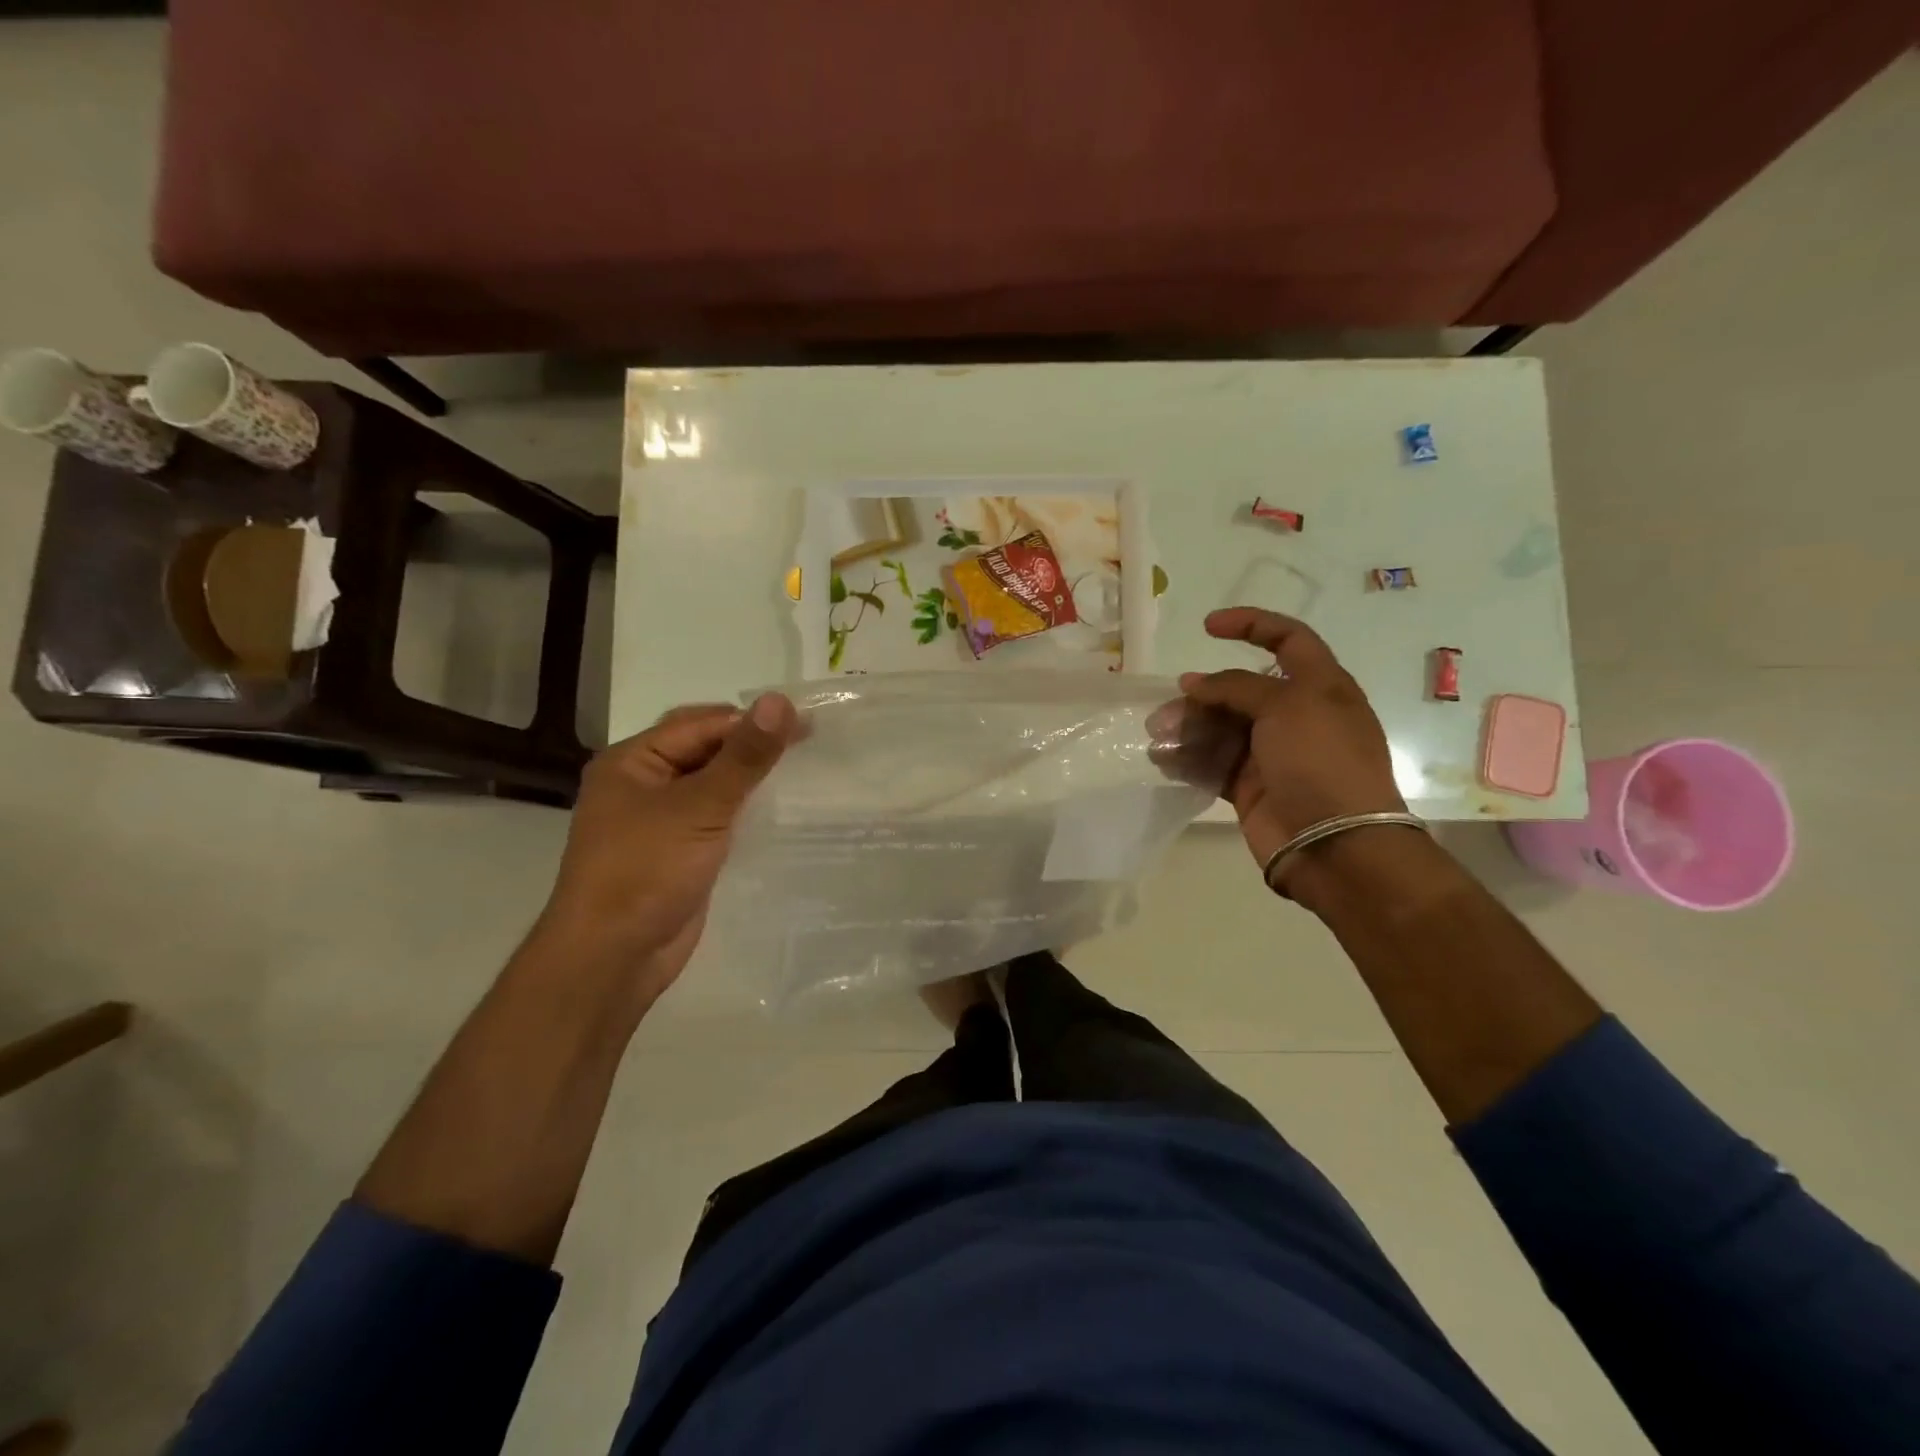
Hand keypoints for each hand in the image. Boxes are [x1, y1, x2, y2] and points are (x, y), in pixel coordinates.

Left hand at [536, 693, 797, 1002]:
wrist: (612, 957)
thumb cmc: (646, 871)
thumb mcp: (700, 808)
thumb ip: (744, 757)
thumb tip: (780, 701)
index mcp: (632, 761)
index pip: (701, 724)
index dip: (751, 721)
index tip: (806, 725)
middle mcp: (642, 784)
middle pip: (704, 750)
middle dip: (751, 745)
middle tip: (807, 744)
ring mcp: (659, 821)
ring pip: (712, 785)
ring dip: (750, 778)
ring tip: (802, 773)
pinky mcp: (678, 852)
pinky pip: (716, 818)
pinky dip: (744, 810)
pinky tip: (778, 811)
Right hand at [1179, 608, 1404, 894]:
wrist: (1335, 844)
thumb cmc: (1321, 761)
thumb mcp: (1287, 706)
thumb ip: (1236, 687)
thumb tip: (1194, 683)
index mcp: (1320, 688)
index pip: (1288, 639)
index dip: (1251, 625)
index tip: (1208, 627)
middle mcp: (1296, 716)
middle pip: (1240, 690)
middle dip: (1202, 694)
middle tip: (1168, 709)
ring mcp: (1271, 754)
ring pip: (1220, 728)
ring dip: (1188, 728)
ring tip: (1159, 738)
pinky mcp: (1250, 787)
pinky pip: (1212, 764)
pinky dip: (1187, 759)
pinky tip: (1164, 760)